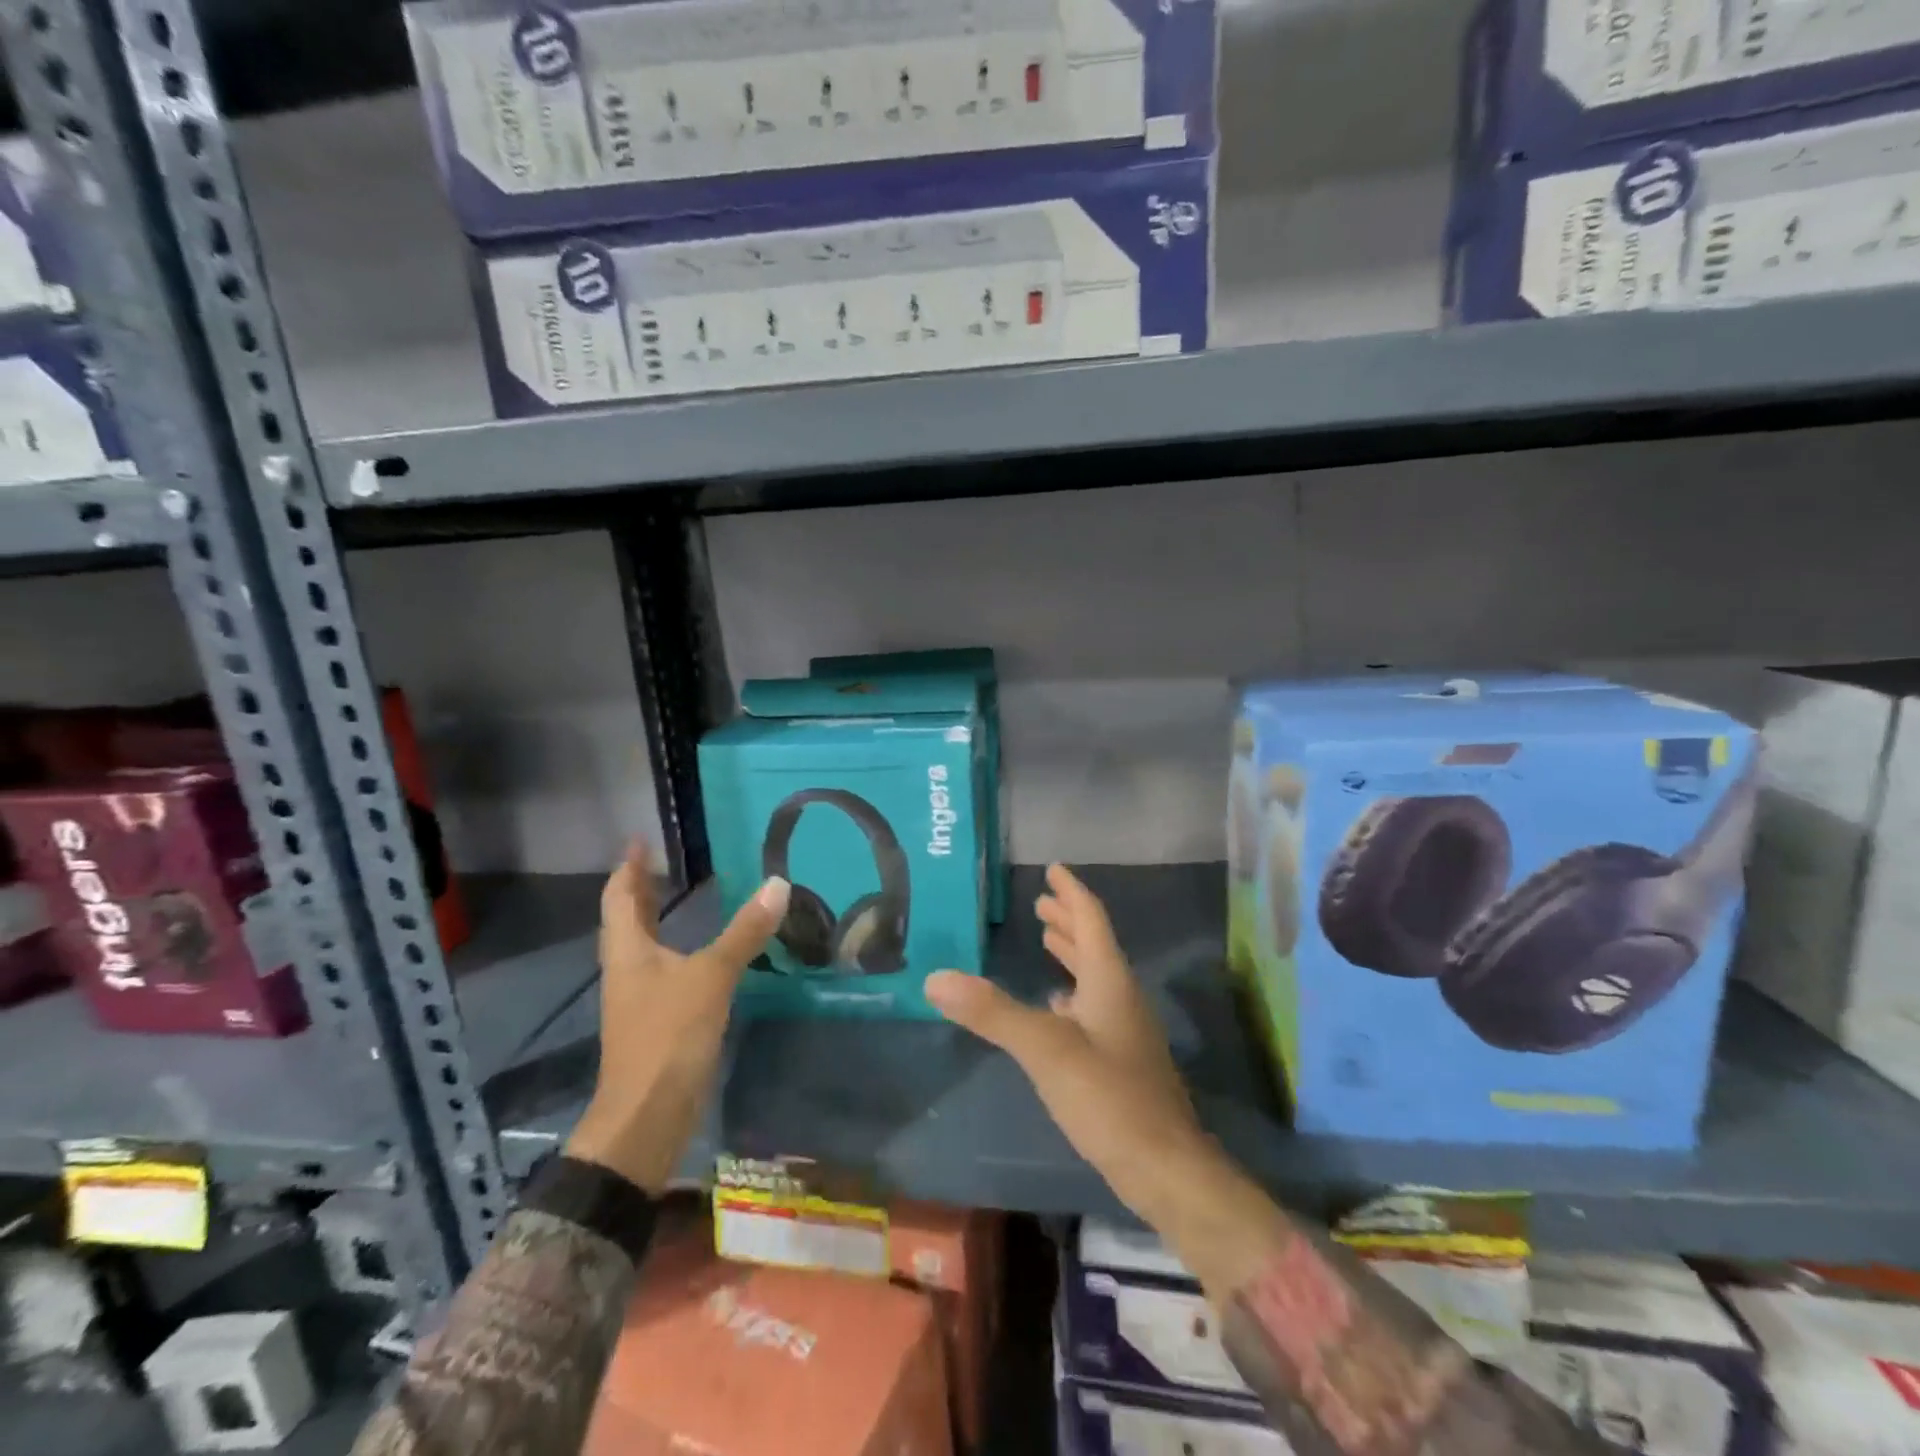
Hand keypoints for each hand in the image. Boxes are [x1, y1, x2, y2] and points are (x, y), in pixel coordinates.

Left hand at [565, 844, 789, 1193]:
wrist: (647, 1115)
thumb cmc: (669, 1035)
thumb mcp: (712, 976)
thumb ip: (745, 932)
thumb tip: (778, 884)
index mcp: (629, 951)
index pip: (620, 897)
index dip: (629, 868)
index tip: (639, 841)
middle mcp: (627, 969)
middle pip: (626, 920)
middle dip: (640, 891)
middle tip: (660, 863)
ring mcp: (638, 998)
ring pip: (642, 946)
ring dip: (655, 919)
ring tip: (677, 898)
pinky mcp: (655, 1021)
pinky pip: (660, 970)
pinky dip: (674, 949)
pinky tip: (696, 954)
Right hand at [926, 864, 1289, 1297]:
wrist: (1165, 1169)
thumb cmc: (1109, 1098)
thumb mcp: (1046, 1050)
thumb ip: (993, 1012)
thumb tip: (937, 977)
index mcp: (1109, 981)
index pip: (1091, 920)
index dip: (1072, 893)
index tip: (1054, 870)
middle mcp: (1121, 998)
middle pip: (1095, 945)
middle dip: (1068, 922)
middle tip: (1042, 903)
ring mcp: (1125, 1032)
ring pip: (1096, 978)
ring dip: (1072, 955)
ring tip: (1048, 942)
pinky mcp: (1122, 1063)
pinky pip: (1094, 1010)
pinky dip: (1073, 996)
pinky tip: (1057, 1009)